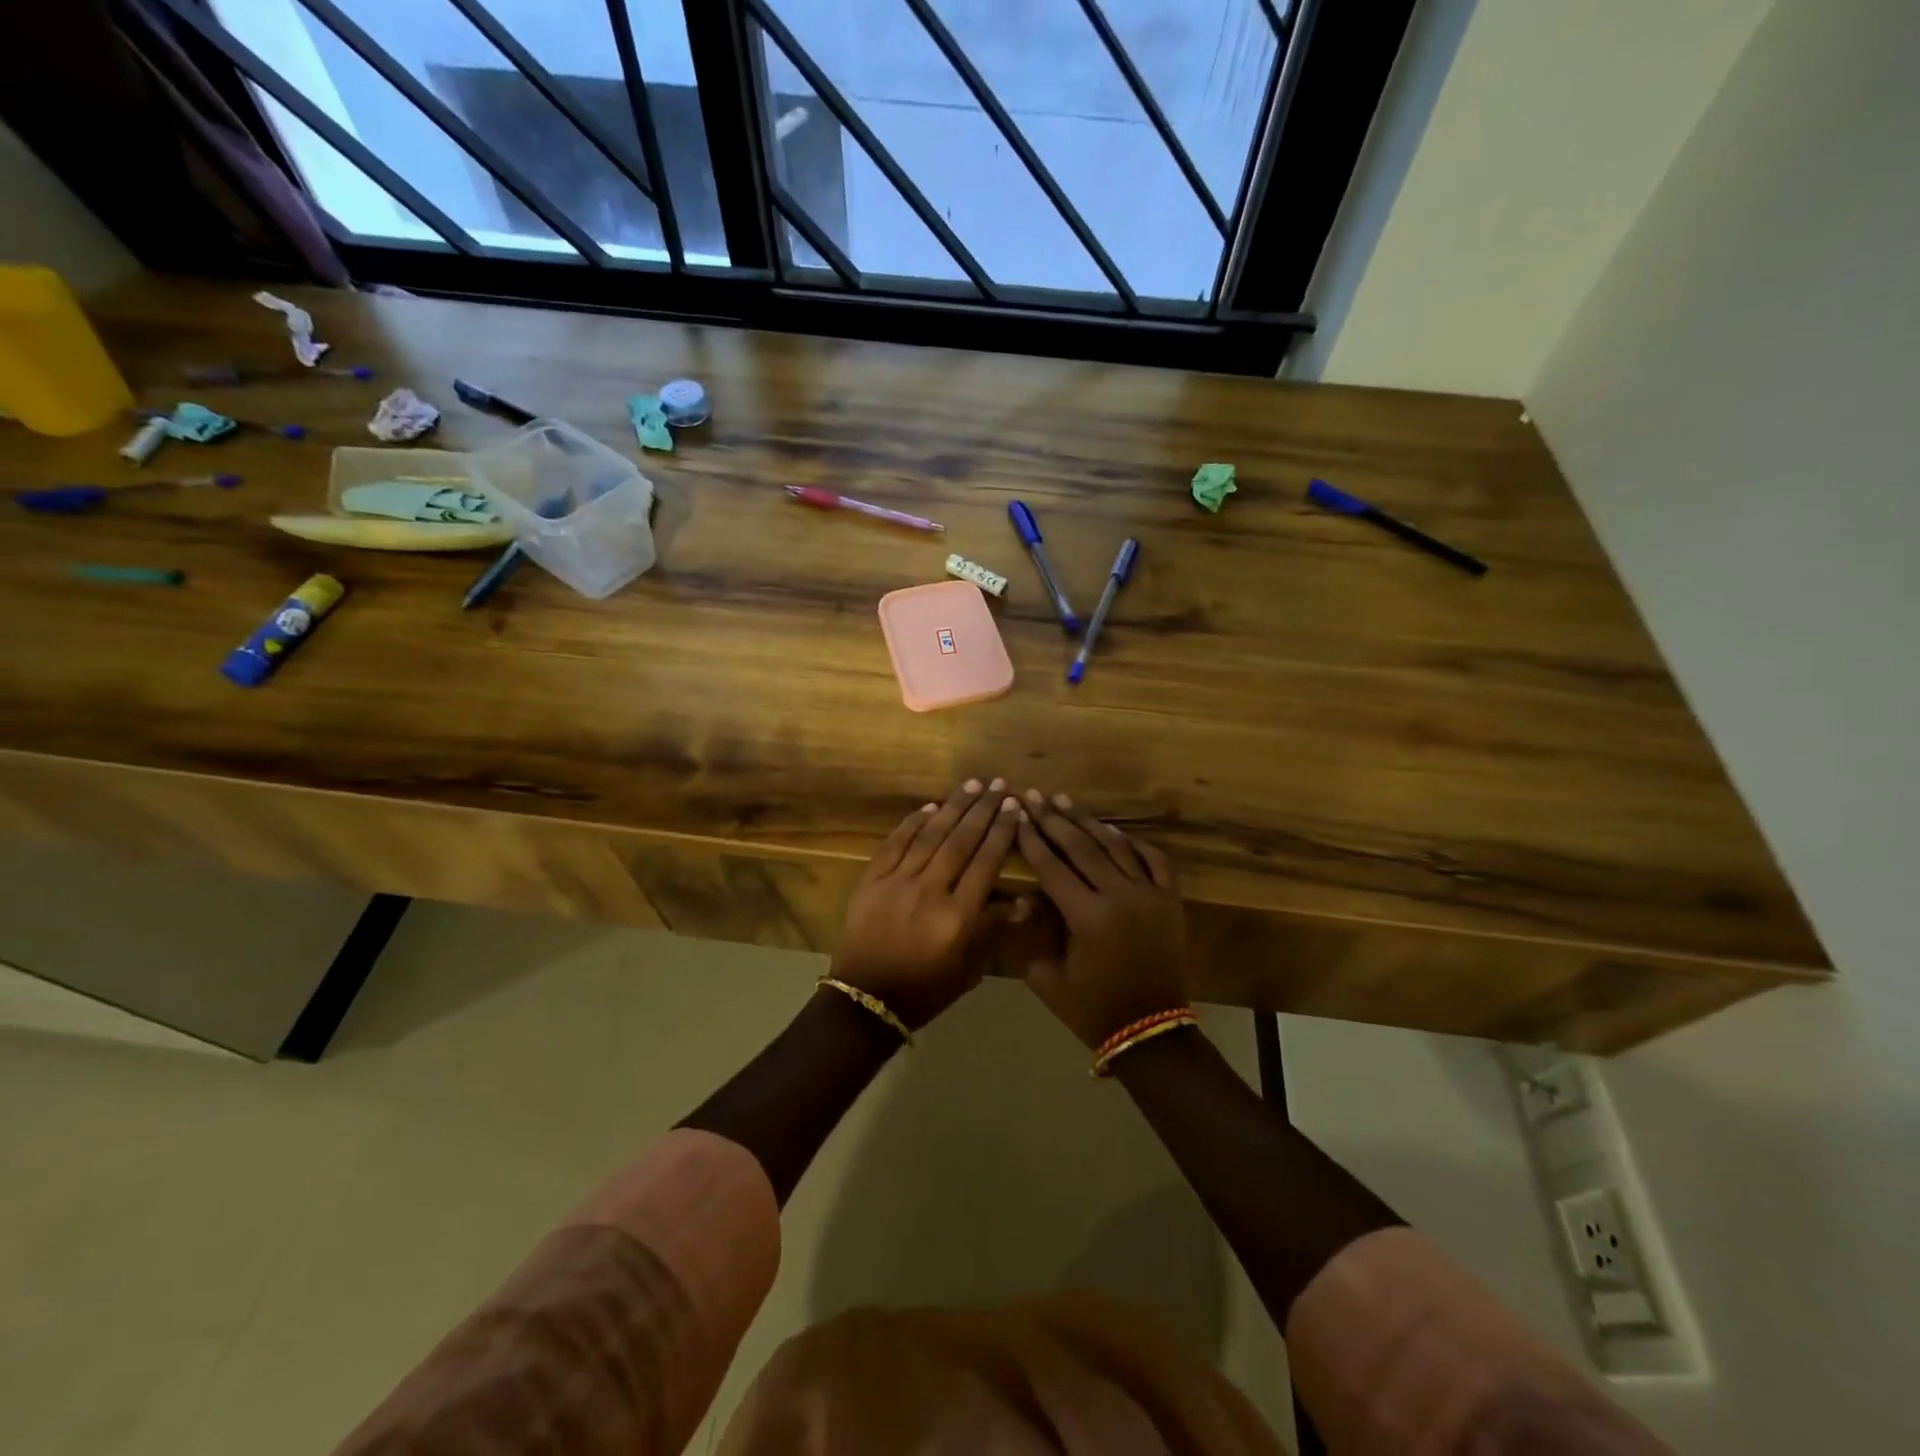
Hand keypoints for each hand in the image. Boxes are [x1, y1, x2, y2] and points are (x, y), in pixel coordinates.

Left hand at [831, 778, 1023, 1028]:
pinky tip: (929, 806)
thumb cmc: (924, 991)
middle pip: (960, 842)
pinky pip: (894, 844)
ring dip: (952, 807)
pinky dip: (912, 823)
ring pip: (929, 836)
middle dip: (982, 810)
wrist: (864, 1002)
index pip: (985, 864)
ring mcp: (896, 882)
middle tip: (998, 784)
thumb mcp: (966, 971)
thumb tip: (1023, 902)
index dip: (1001, 832)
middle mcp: (929, 892)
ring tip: (971, 785)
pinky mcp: (871, 880)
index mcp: (956, 917)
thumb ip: (991, 932)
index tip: (1014, 807)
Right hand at [1013, 790, 1188, 1048]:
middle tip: (1036, 797)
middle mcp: (1120, 896)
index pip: (1053, 867)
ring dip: (1089, 823)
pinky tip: (1115, 832)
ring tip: (1067, 803)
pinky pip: (1155, 861)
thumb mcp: (1048, 978)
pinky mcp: (1171, 901)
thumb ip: (1036, 933)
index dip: (1032, 840)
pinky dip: (1135, 843)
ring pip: (1116, 847)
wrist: (1150, 1030)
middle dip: (1054, 820)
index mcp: (1087, 917)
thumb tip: (1030, 897)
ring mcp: (1150, 895)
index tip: (1017, 816)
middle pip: (1082, 848)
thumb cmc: (1092, 1009)